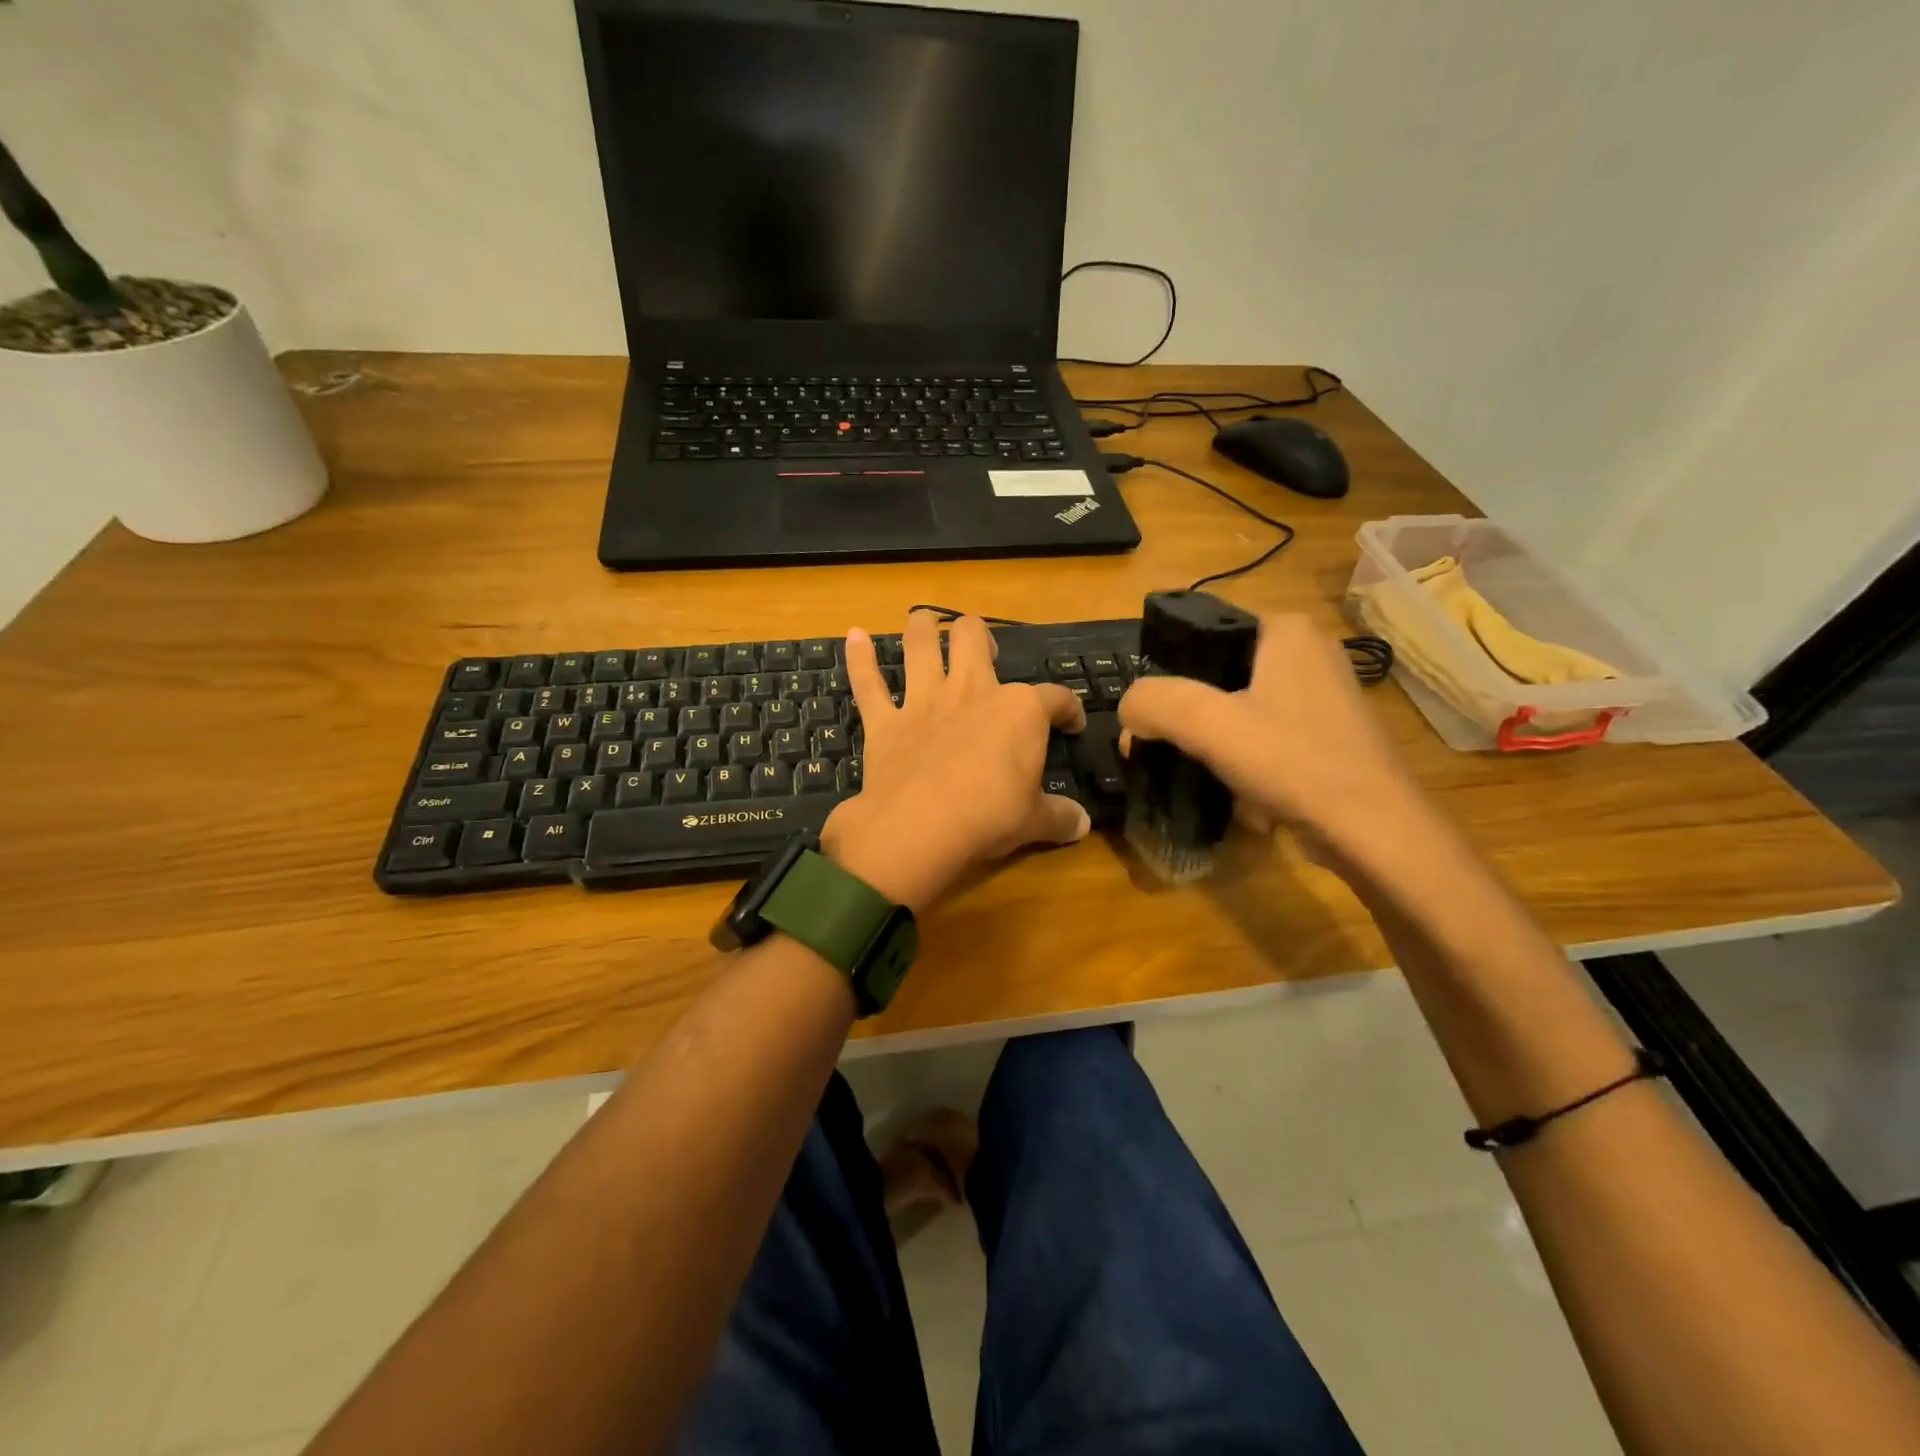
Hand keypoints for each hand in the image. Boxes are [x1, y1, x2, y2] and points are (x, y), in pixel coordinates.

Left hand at [822, 612, 1089, 910]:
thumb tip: (1083, 824)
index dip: (1069, 709)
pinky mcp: (886, 722)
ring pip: (921, 645)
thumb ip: (1060, 817)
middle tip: (985, 651)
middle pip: (974, 639)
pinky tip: (854, 636)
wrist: (920, 828)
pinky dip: (859, 659)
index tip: (1072, 724)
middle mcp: (972, 692)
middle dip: (980, 636)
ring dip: (922, 628)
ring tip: (924, 621)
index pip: (1055, 698)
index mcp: (1020, 711)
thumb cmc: (988, 818)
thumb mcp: (1035, 821)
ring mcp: (925, 702)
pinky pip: (868, 683)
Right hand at [1118, 614, 1434, 857]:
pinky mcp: (1329, 737)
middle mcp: (1308, 653)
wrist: (1376, 833)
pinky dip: (1248, 765)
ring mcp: (1323, 697)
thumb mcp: (1210, 725)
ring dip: (1215, 747)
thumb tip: (1129, 708)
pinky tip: (1245, 798)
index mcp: (1285, 631)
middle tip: (1166, 750)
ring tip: (1203, 777)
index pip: (1201, 633)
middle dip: (1189, 719)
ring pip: (1240, 712)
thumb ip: (1156, 703)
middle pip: (1217, 677)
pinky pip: (1267, 740)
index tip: (1149, 715)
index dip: (1166, 672)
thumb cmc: (1294, 763)